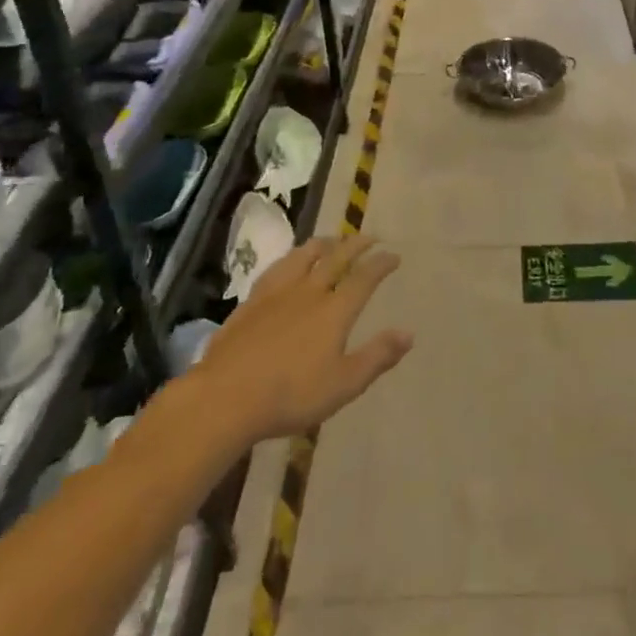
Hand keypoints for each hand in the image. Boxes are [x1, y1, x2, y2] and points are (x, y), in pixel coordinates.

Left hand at [192, 231, 412, 440]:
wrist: (226, 397)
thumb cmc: (291, 395)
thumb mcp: (344, 384)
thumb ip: (378, 356)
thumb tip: (409, 333)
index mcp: (335, 310)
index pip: (364, 278)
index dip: (381, 264)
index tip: (394, 256)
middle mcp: (309, 291)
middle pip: (336, 258)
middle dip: (356, 244)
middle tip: (369, 237)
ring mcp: (277, 293)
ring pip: (304, 256)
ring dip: (323, 243)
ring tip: (331, 240)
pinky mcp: (251, 302)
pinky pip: (277, 268)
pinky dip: (292, 259)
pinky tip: (288, 264)